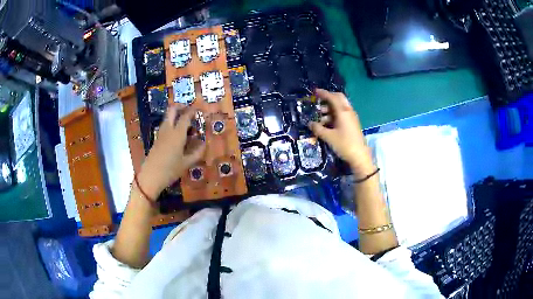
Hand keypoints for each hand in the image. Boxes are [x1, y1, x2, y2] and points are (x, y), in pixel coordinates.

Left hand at [137, 105, 205, 199]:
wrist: (150, 177)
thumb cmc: (170, 170)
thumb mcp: (186, 164)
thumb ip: (197, 153)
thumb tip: (204, 144)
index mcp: (177, 134)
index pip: (186, 116)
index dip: (193, 111)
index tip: (199, 109)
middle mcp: (168, 130)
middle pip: (172, 110)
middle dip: (181, 106)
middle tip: (189, 111)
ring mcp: (161, 133)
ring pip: (168, 117)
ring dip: (176, 116)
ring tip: (186, 125)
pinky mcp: (157, 139)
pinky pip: (166, 126)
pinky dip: (173, 124)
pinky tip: (179, 135)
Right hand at [308, 89, 374, 176]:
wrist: (359, 156)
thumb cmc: (344, 144)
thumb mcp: (328, 137)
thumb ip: (318, 129)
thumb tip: (310, 123)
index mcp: (343, 111)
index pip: (332, 97)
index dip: (323, 93)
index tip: (315, 92)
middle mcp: (348, 111)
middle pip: (338, 99)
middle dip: (328, 98)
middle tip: (318, 102)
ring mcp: (351, 117)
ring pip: (340, 107)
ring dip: (330, 109)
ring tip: (319, 117)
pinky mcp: (352, 123)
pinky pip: (342, 114)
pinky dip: (334, 115)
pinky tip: (327, 124)